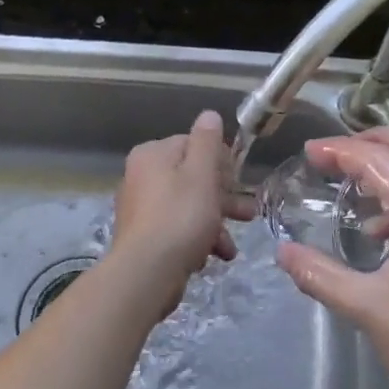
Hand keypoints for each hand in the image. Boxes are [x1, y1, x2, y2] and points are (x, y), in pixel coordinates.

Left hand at [107, 110, 255, 319]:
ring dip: (214, 222)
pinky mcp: (144, 237)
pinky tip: (213, 257)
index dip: (220, 161)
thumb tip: (209, 115)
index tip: (239, 181)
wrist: (146, 273)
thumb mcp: (201, 174)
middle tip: (248, 213)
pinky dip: (197, 239)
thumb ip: (207, 142)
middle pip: (191, 177)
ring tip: (232, 246)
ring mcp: (140, 208)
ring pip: (187, 206)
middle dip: (223, 196)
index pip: (192, 144)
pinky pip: (177, 229)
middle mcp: (141, 176)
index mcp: (152, 155)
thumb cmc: (180, 217)